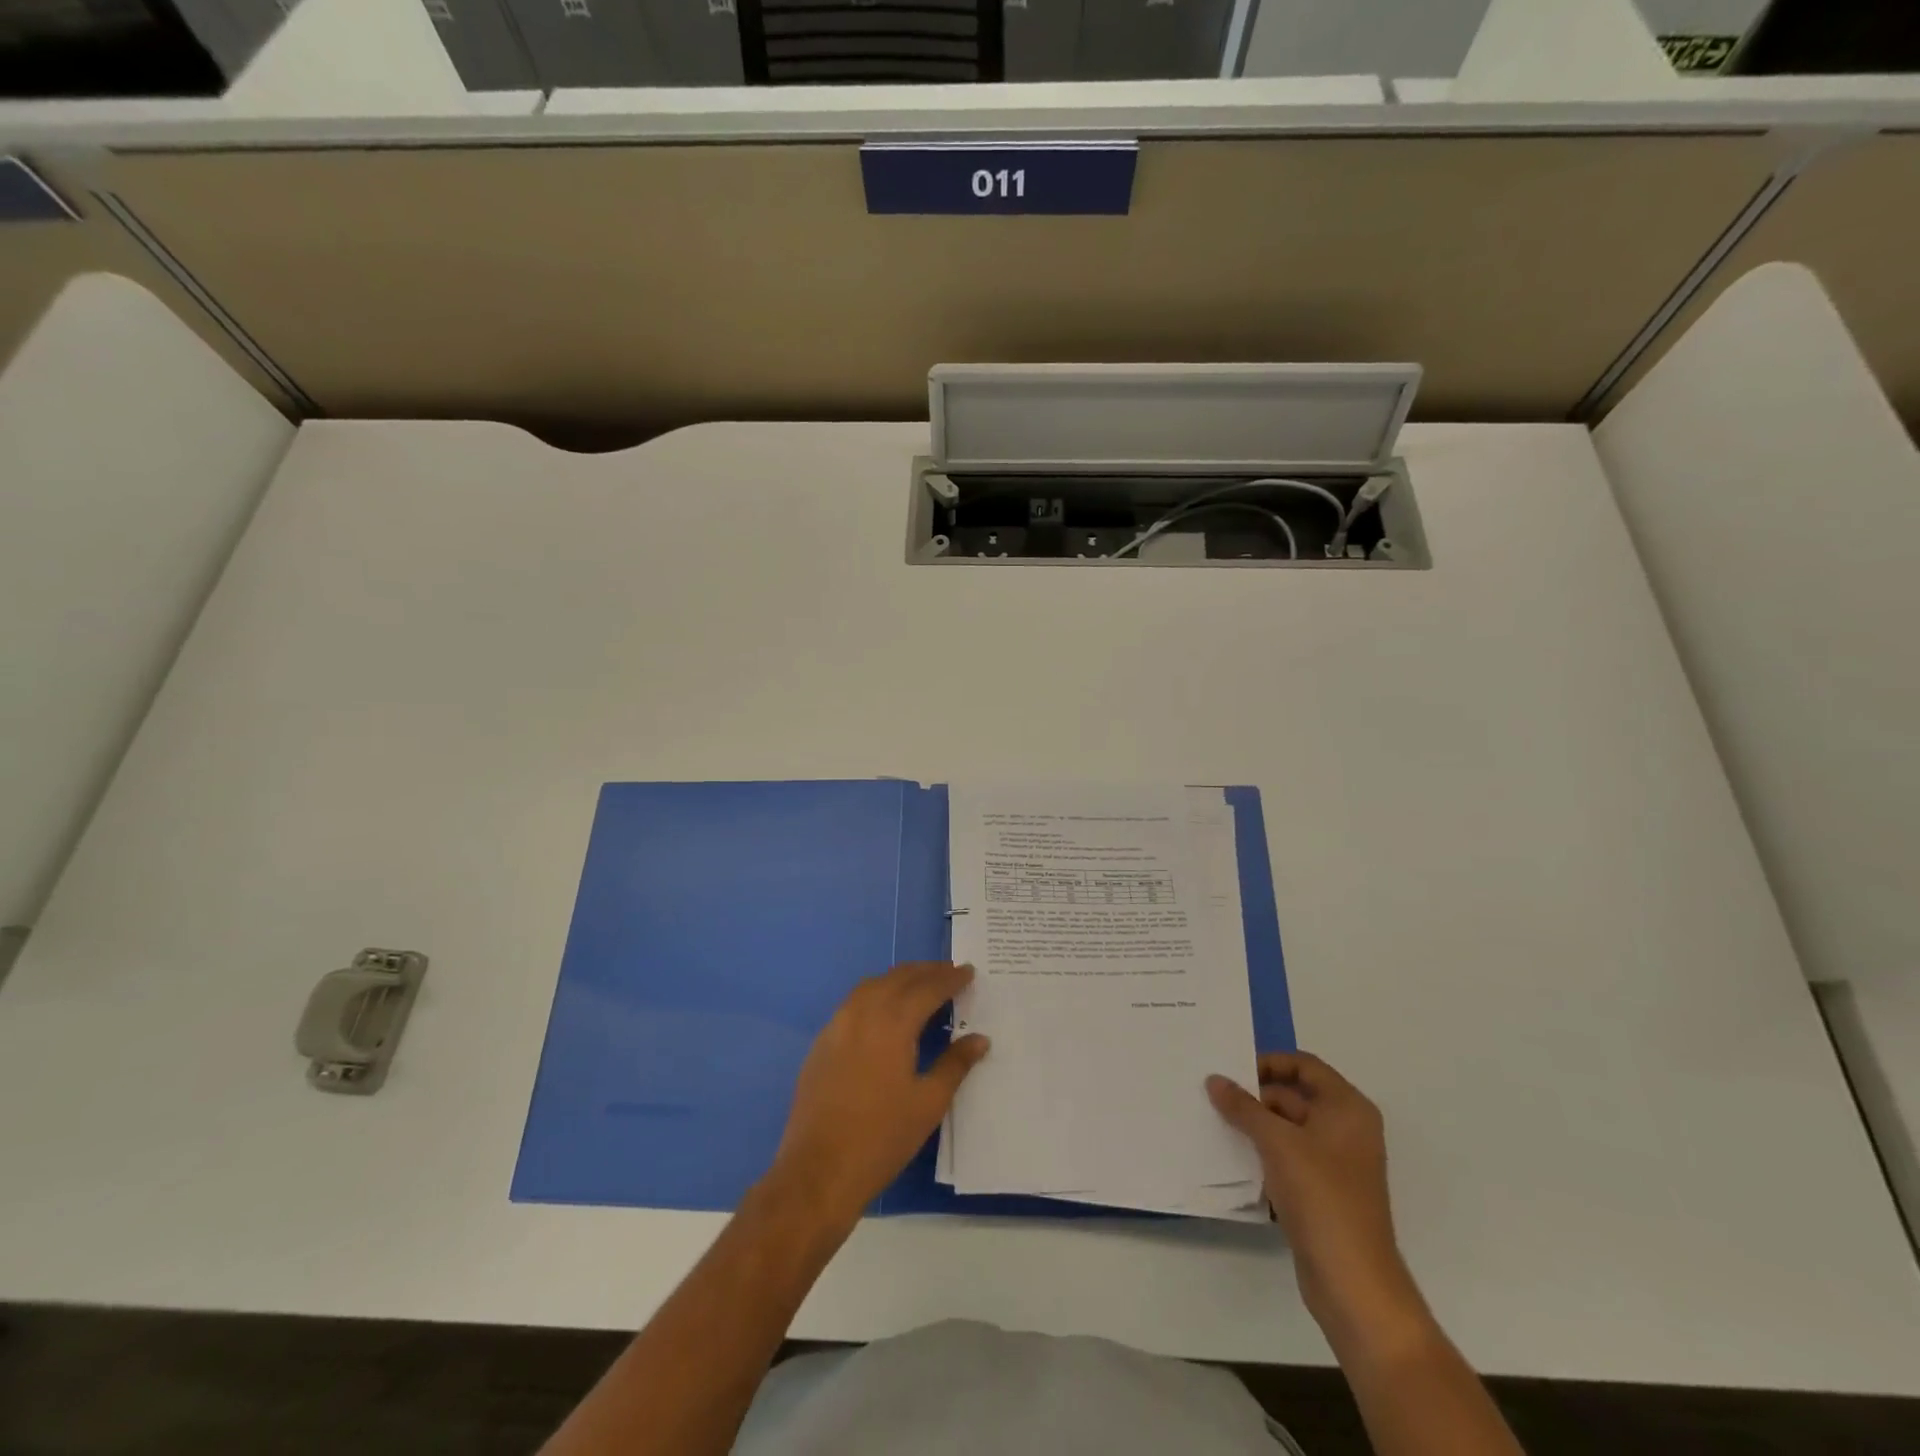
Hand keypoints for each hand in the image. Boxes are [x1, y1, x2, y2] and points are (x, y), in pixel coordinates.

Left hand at [765, 961, 989, 1232]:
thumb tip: (979, 1038)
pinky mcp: (822, 1042)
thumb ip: (955, 1064)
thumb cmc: (881, 1138)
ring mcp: (837, 1026)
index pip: (927, 988)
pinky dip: (875, 994)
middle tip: (949, 972)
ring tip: (920, 984)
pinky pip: (853, 1002)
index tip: (968, 971)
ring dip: (899, 978)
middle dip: (925, 971)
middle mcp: (863, 1013)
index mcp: (892, 1024)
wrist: (818, 1171)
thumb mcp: (928, 1103)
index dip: (950, 979)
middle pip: (898, 978)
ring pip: (872, 985)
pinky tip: (885, 1011)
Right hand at [1207, 1053, 1428, 1355]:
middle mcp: (1346, 1129)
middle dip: (1254, 1095)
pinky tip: (1231, 1155)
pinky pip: (1287, 1157)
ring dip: (1254, 1125)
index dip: (1268, 1062)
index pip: (1304, 1065)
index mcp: (1347, 1108)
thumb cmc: (1322, 1197)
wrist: (1354, 1283)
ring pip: (1287, 1128)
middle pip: (1294, 1095)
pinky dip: (1262, 1152)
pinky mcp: (1322, 1191)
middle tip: (1212, 1094)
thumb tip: (1214, 1079)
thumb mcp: (1277, 1143)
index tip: (1231, 1069)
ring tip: (1213, 1120)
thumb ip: (1243, 1107)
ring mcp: (1335, 1162)